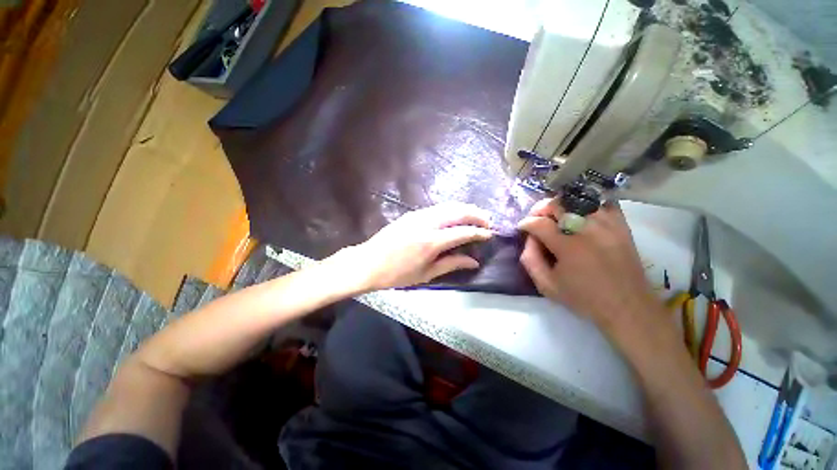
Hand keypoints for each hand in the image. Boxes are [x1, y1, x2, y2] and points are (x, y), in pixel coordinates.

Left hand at [332, 202, 493, 291]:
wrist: (368, 262)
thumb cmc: (397, 274)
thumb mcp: (426, 274)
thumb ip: (451, 264)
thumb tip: (474, 261)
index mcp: (431, 242)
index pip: (463, 231)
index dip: (479, 232)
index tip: (490, 234)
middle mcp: (427, 223)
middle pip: (458, 211)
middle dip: (476, 214)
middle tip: (487, 221)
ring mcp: (418, 215)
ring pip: (448, 206)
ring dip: (465, 208)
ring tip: (476, 216)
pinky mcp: (412, 214)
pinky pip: (437, 208)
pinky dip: (451, 209)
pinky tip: (455, 215)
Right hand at [517, 198, 664, 333]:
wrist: (627, 306)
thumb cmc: (583, 298)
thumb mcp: (547, 286)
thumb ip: (530, 260)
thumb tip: (529, 238)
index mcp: (569, 247)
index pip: (539, 223)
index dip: (526, 223)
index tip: (522, 228)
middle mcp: (588, 230)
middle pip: (558, 203)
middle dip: (541, 209)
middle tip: (537, 220)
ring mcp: (608, 225)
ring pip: (578, 199)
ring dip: (562, 206)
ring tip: (557, 217)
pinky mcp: (621, 225)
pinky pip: (602, 203)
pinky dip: (587, 205)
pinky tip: (580, 214)